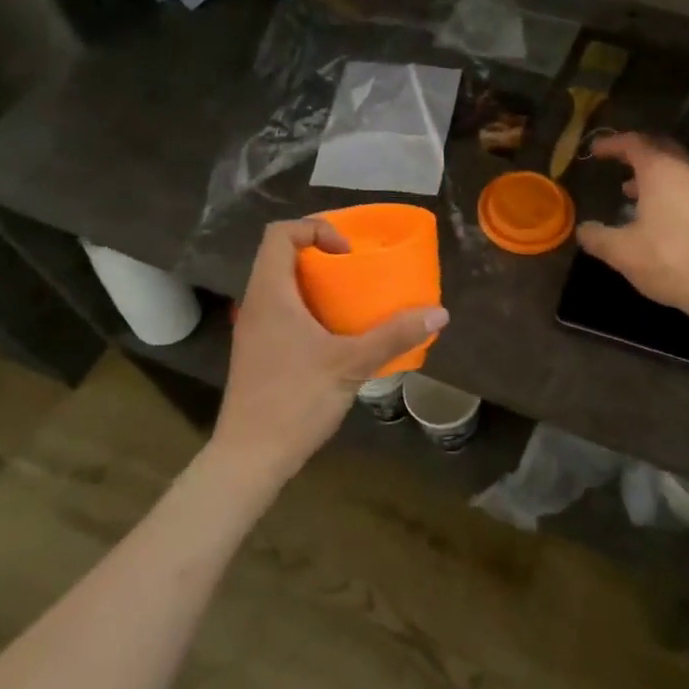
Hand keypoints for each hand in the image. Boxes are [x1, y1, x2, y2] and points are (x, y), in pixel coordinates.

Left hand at [212, 218, 449, 487]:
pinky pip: (282, 312)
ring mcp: (253, 330)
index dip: (315, 229)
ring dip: (315, 283)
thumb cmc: (295, 401)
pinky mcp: (258, 353)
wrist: (249, 459)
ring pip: (281, 286)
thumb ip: (394, 335)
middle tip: (356, 269)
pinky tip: (336, 335)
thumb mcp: (351, 364)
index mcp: (271, 294)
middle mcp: (256, 304)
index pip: (280, 234)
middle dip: (320, 254)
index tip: (347, 254)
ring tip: (352, 298)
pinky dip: (309, 308)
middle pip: (280, 257)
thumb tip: (439, 313)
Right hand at [576, 133, 688, 323]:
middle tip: (616, 162)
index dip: (612, 143)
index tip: (595, 150)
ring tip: (629, 192)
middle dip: (635, 153)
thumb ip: (598, 237)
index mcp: (661, 170)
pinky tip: (658, 217)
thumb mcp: (622, 252)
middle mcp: (686, 171)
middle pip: (659, 149)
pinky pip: (688, 187)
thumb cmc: (670, 260)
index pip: (634, 143)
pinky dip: (668, 191)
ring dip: (652, 174)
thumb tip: (583, 230)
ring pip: (676, 169)